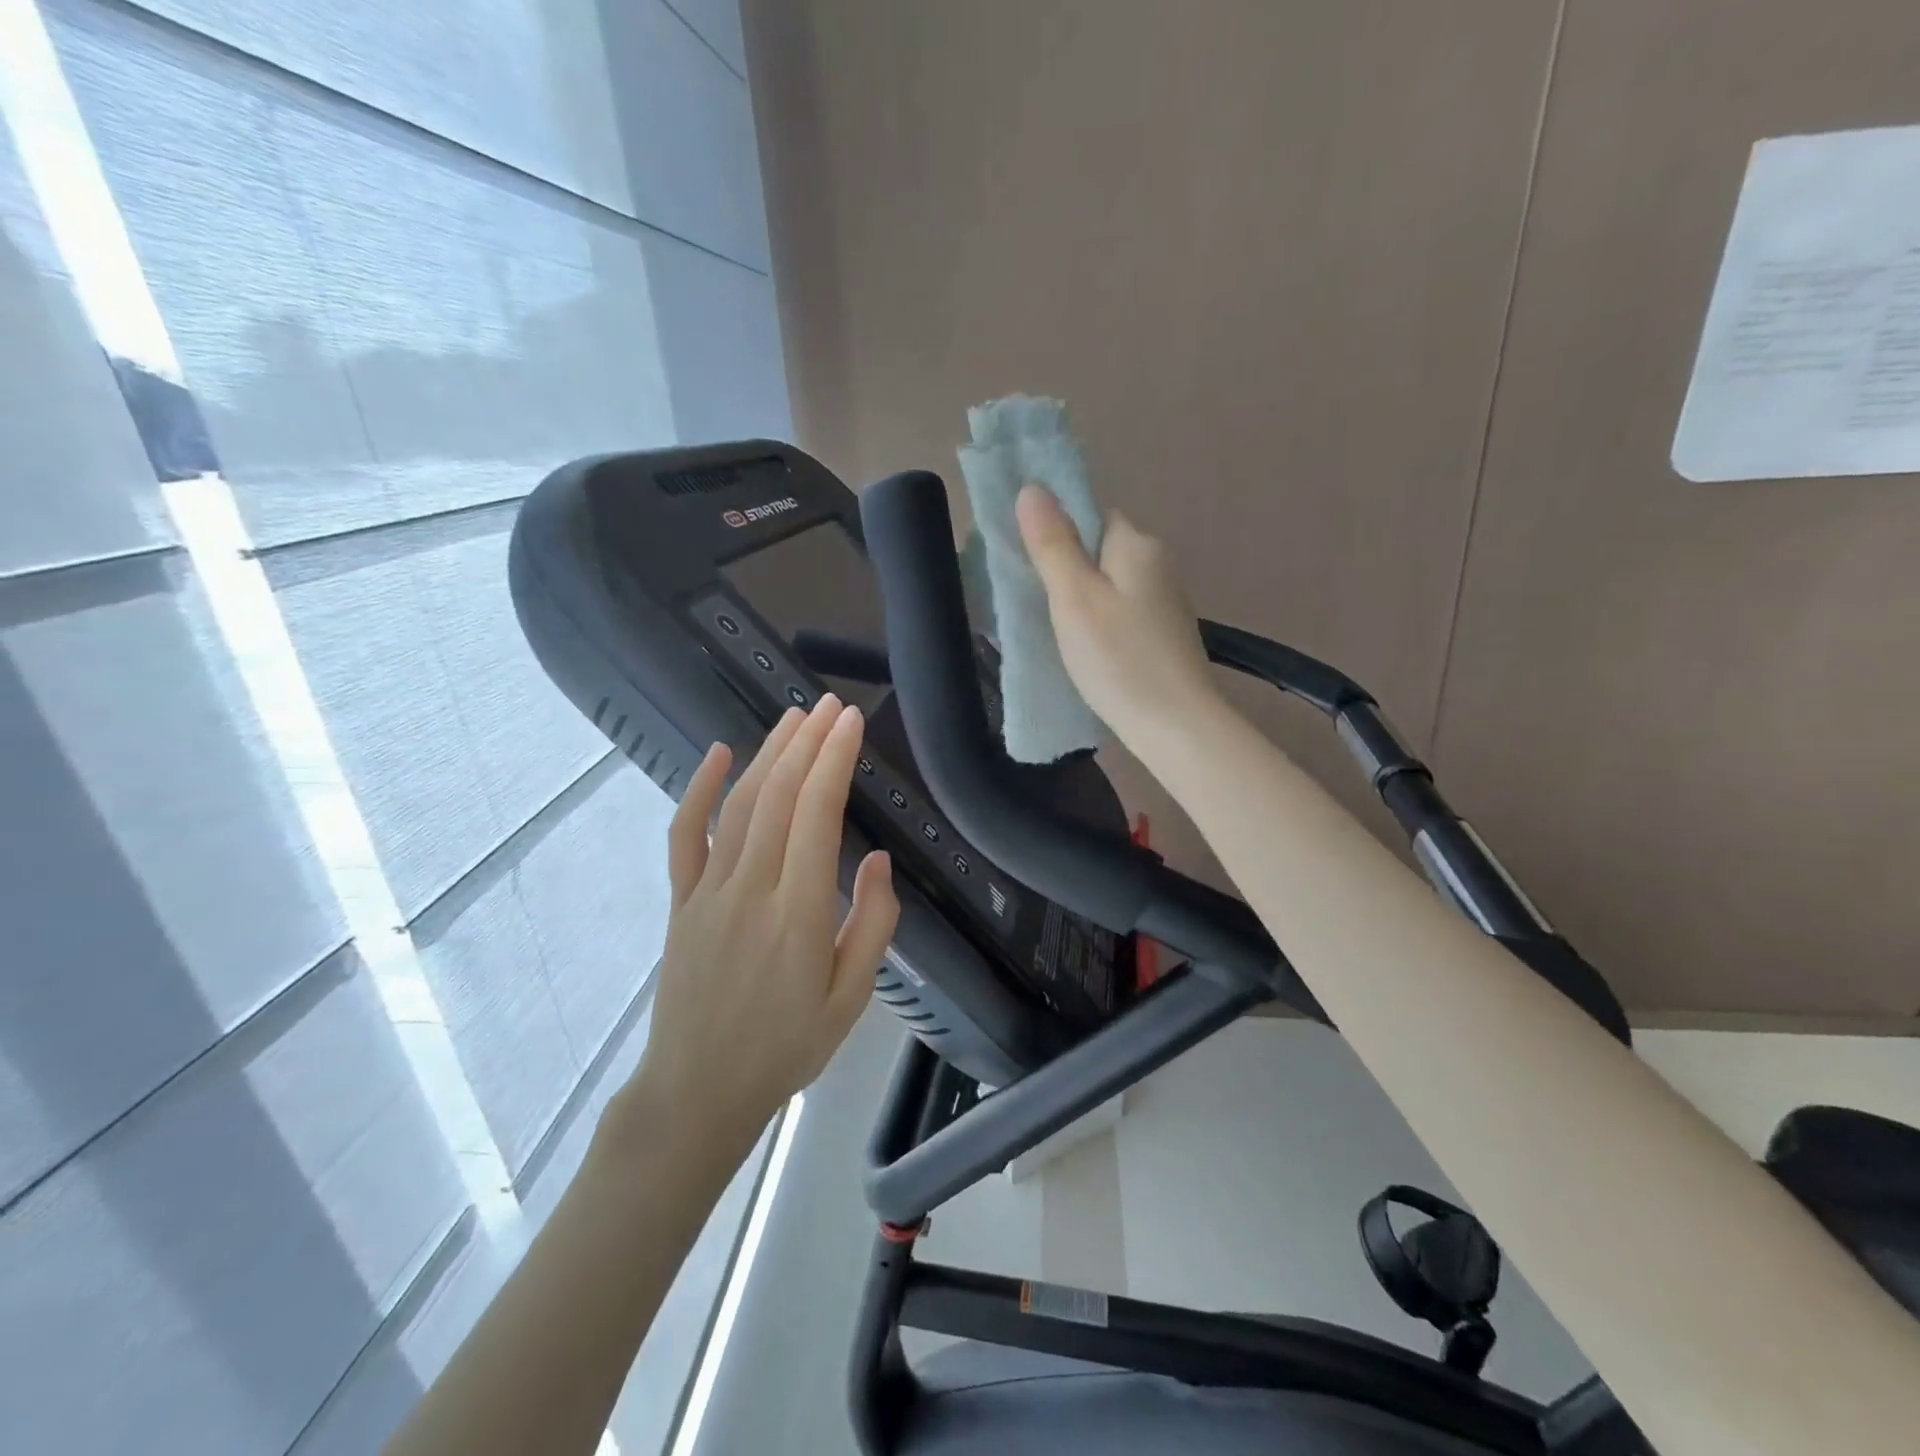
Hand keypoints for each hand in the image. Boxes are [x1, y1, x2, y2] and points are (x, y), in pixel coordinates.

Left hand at [628, 697, 898, 1149]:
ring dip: (769, 755)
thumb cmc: (785, 1047)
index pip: (816, 816)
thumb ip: (871, 924)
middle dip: (808, 743)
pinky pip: (686, 835)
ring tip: (795, 719)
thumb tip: (876, 859)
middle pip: (778, 798)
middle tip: (831, 705)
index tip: (851, 723)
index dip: (834, 762)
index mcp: (797, 914)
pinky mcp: (682, 901)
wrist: (697, 1090)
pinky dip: (699, 789)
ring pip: (739, 806)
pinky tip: (719, 754)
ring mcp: (708, 892)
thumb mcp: (850, 999)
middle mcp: (750, 890)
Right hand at [1016, 483, 1222, 755]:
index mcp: (1136, 544)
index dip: (1056, 532)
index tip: (1028, 565)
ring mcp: (1165, 601)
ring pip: (1109, 584)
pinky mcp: (1165, 634)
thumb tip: (1033, 488)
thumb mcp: (1074, 599)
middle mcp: (1157, 563)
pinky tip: (1088, 651)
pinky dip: (1100, 623)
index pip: (1089, 514)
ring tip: (1056, 632)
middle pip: (1098, 550)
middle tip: (1035, 604)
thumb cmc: (1119, 659)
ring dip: (1081, 600)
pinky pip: (1121, 612)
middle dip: (1065, 570)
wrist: (1177, 726)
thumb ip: (1053, 544)